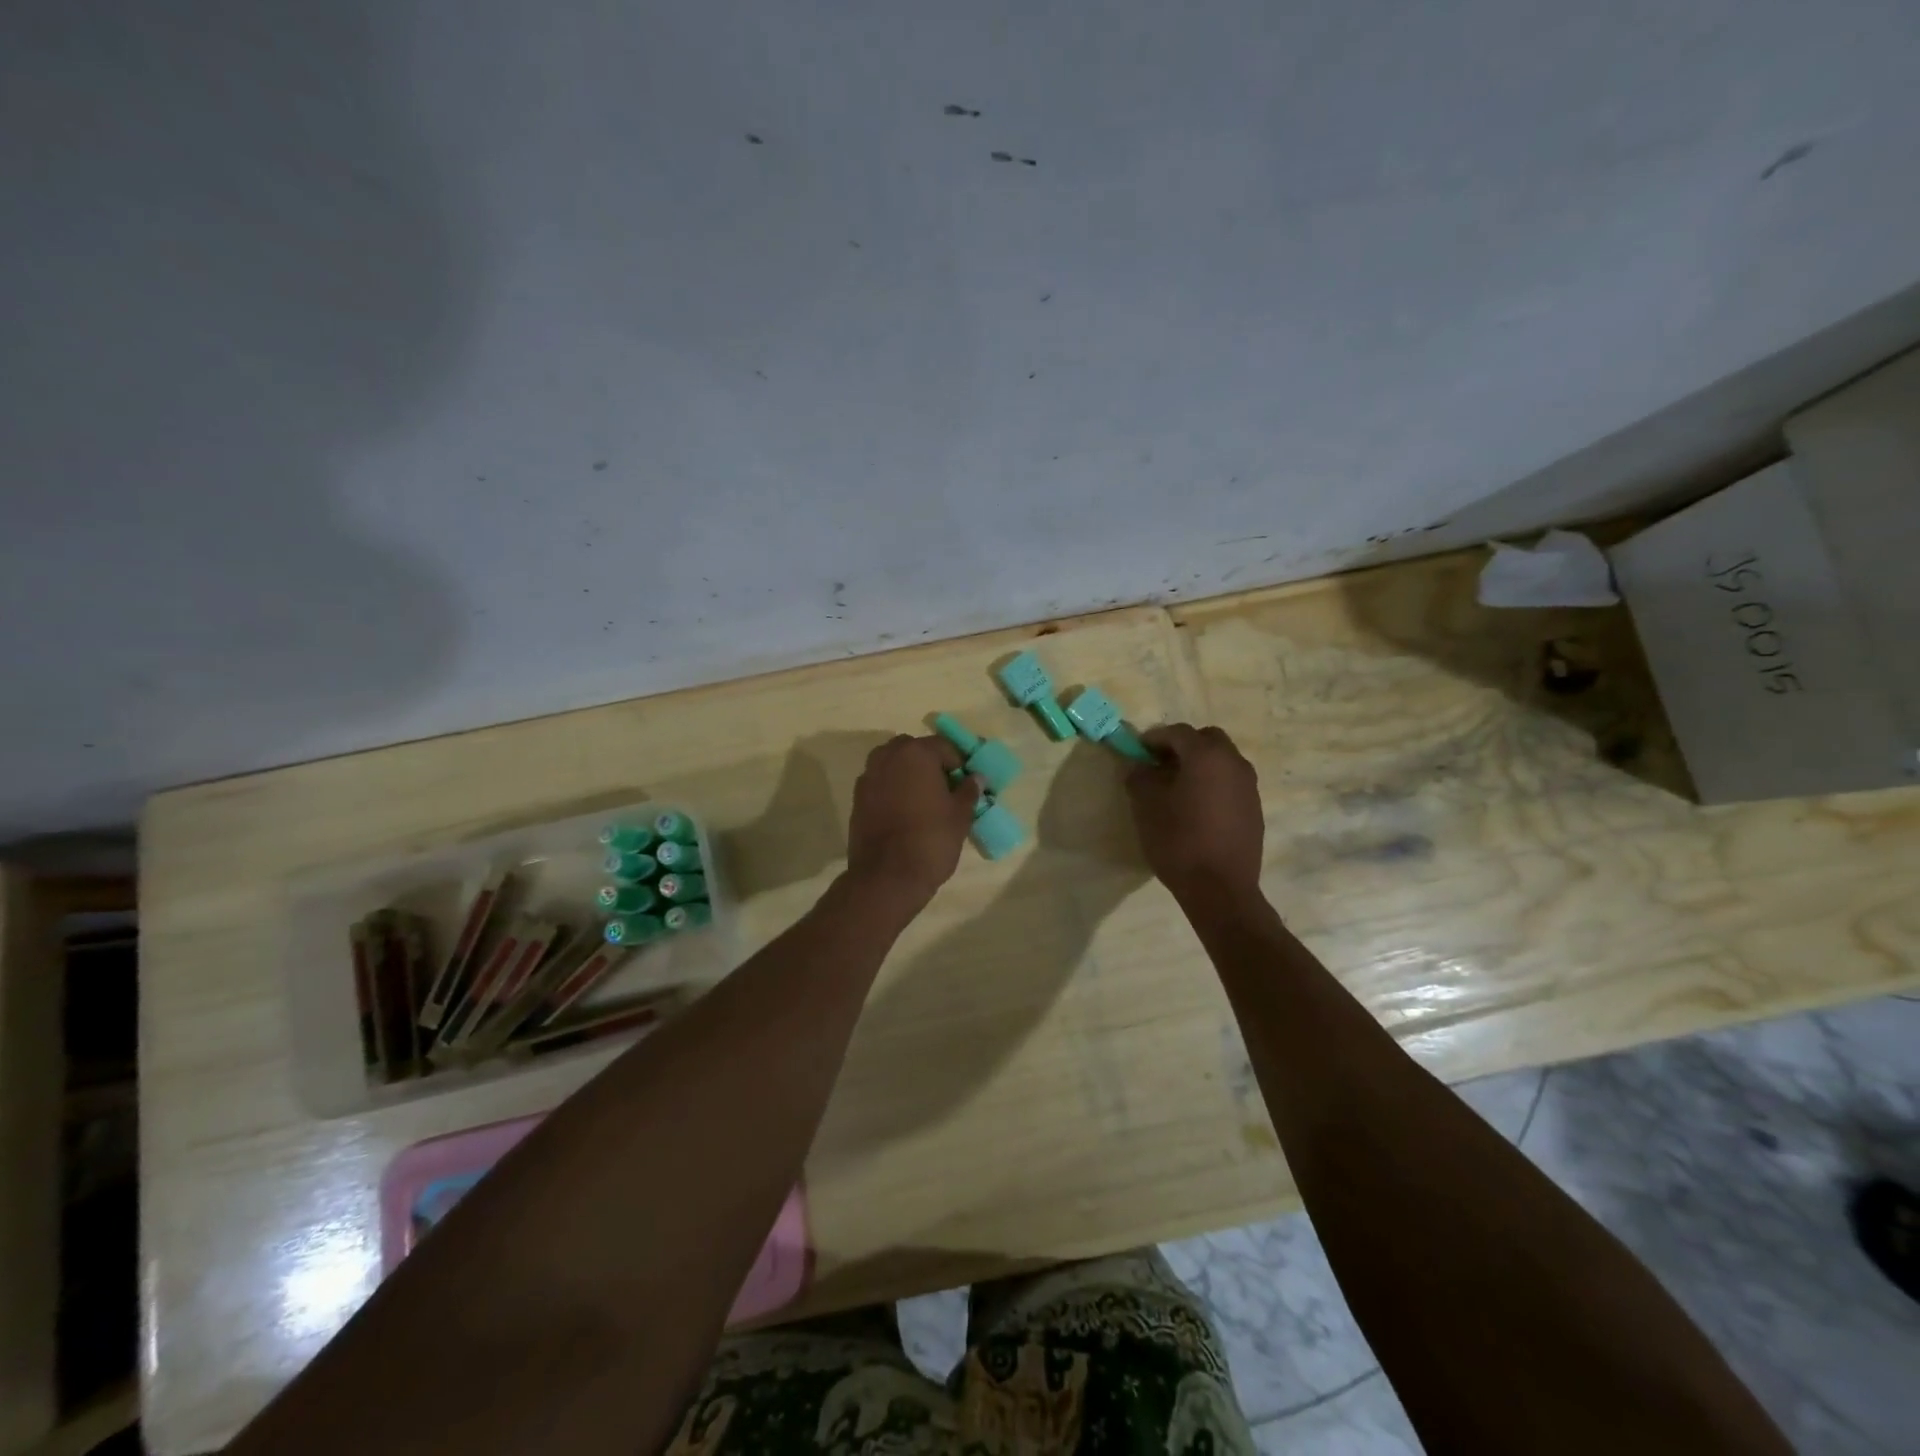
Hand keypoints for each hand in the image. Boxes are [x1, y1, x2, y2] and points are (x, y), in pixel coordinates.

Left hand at [845, 735, 980, 906]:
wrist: (886, 877)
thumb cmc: (930, 840)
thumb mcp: (960, 816)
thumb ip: (968, 791)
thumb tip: (976, 778)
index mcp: (916, 753)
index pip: (944, 746)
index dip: (960, 762)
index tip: (968, 782)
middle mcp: (888, 757)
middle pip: (915, 750)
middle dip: (931, 764)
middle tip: (946, 789)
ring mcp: (868, 777)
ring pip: (894, 765)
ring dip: (910, 775)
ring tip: (926, 801)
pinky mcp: (857, 798)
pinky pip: (881, 784)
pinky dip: (894, 790)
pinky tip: (905, 813)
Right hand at [1125, 724, 1263, 900]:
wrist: (1220, 889)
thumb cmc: (1178, 841)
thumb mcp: (1146, 806)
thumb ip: (1140, 777)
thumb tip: (1139, 766)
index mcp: (1206, 756)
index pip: (1177, 732)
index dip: (1154, 738)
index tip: (1137, 751)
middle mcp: (1234, 763)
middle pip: (1207, 740)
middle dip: (1182, 746)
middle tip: (1160, 765)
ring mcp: (1249, 786)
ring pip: (1222, 761)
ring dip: (1200, 765)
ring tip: (1177, 788)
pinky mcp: (1255, 808)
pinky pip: (1231, 783)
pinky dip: (1213, 784)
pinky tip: (1197, 809)